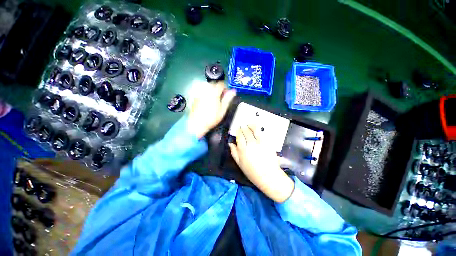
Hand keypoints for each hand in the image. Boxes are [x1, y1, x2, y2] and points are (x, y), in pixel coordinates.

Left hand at [187, 81, 235, 138]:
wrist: (197, 124)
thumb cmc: (211, 118)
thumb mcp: (222, 110)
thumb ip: (227, 99)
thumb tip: (233, 91)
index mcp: (214, 93)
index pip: (221, 84)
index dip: (226, 87)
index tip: (227, 93)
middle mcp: (206, 91)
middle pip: (214, 83)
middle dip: (219, 87)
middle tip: (222, 96)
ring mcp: (200, 93)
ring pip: (207, 86)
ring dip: (213, 89)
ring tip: (215, 97)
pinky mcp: (196, 96)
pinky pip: (202, 90)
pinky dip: (207, 92)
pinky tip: (208, 100)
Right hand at [229, 126, 293, 202]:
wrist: (269, 176)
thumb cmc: (252, 172)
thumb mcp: (239, 163)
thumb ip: (234, 152)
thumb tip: (230, 143)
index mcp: (243, 149)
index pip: (239, 136)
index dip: (238, 131)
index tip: (238, 129)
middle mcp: (251, 144)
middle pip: (246, 132)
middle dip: (244, 128)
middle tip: (242, 126)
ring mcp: (260, 143)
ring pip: (255, 130)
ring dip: (251, 126)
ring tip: (249, 124)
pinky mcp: (268, 143)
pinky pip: (262, 134)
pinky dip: (259, 130)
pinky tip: (257, 130)